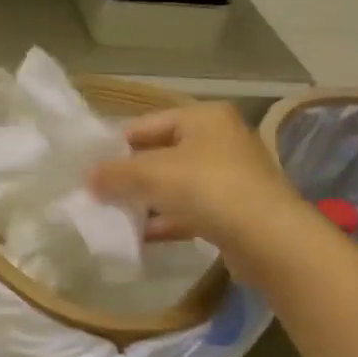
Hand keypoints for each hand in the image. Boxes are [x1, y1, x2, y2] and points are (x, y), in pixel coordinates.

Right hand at [90, 103, 308, 267]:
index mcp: (203, 118)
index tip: (89, 169)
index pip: (145, 124)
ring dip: (145, 201)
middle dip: (129, 176)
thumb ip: (115, 173)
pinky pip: (188, 211)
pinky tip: (140, 237)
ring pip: (174, 185)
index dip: (115, 146)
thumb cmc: (208, 188)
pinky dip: (165, 221)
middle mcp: (219, 140)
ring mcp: (229, 177)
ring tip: (113, 216)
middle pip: (160, 154)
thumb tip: (88, 178)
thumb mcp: (151, 173)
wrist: (269, 238)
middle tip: (97, 194)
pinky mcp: (232, 211)